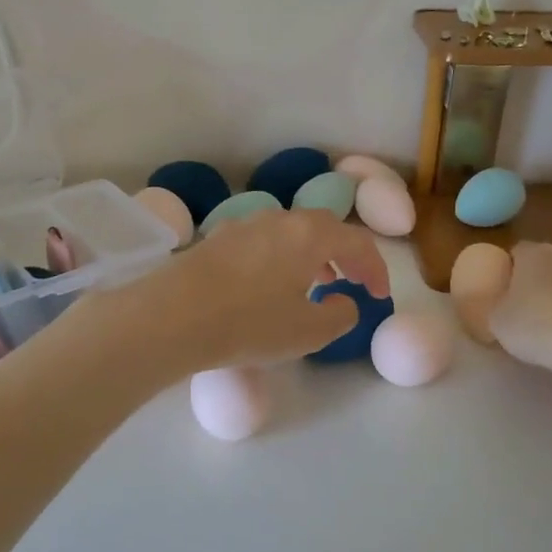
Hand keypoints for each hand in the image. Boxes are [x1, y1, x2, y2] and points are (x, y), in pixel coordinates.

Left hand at [108, 209, 391, 374]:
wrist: (172, 315)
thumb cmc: (249, 323)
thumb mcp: (308, 331)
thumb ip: (340, 315)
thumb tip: (344, 301)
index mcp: (310, 234)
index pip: (357, 242)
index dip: (376, 268)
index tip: (379, 296)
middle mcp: (279, 220)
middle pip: (324, 228)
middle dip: (346, 255)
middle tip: (353, 281)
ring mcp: (244, 225)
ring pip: (291, 232)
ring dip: (312, 254)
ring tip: (316, 282)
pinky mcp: (217, 239)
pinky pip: (264, 242)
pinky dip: (281, 258)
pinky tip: (269, 285)